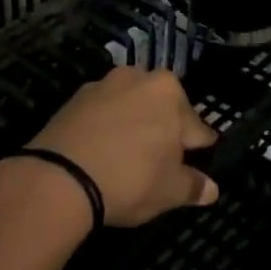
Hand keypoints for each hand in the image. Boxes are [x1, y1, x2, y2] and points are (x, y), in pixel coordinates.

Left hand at [26, 67, 219, 226]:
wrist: (59, 178)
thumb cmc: (130, 179)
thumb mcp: (170, 191)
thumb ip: (193, 186)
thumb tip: (211, 189)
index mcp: (168, 91)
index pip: (195, 125)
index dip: (198, 148)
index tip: (197, 163)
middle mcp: (136, 78)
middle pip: (160, 108)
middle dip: (163, 131)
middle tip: (161, 163)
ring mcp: (101, 86)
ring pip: (129, 108)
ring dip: (133, 127)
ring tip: (129, 158)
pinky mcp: (72, 100)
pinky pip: (101, 115)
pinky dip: (106, 129)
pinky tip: (103, 153)